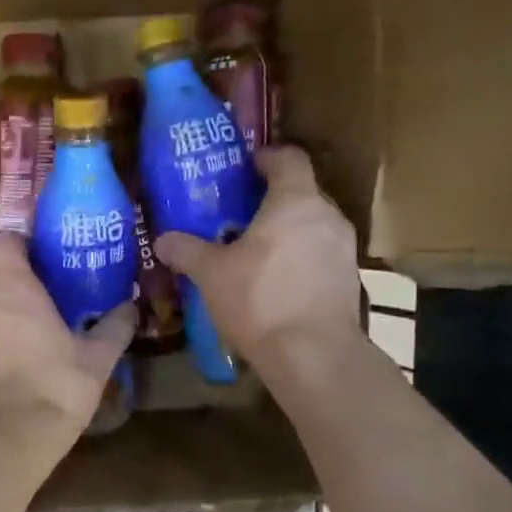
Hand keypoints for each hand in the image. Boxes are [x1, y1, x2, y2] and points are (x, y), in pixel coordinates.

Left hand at [0, 232, 134, 443]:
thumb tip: (131, 307)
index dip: (16, 242)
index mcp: (14, 290)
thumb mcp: (97, 359)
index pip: (1, 241)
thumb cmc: (56, 386)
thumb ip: (114, 328)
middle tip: (34, 295)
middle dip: (5, 277)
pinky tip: (6, 368)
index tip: (36, 254)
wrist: (9, 436)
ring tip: (23, 335)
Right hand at [153, 145, 363, 367]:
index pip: (288, 159)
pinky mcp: (349, 280)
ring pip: (312, 226)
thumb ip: (187, 251)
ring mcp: (344, 249)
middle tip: (239, 214)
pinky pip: (320, 255)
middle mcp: (327, 216)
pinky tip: (275, 282)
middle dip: (272, 199)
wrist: (313, 354)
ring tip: (255, 250)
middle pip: (302, 193)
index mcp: (295, 201)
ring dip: (287, 232)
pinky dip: (299, 259)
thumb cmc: (259, 299)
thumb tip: (162, 240)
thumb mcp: (211, 274)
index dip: (267, 157)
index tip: (245, 166)